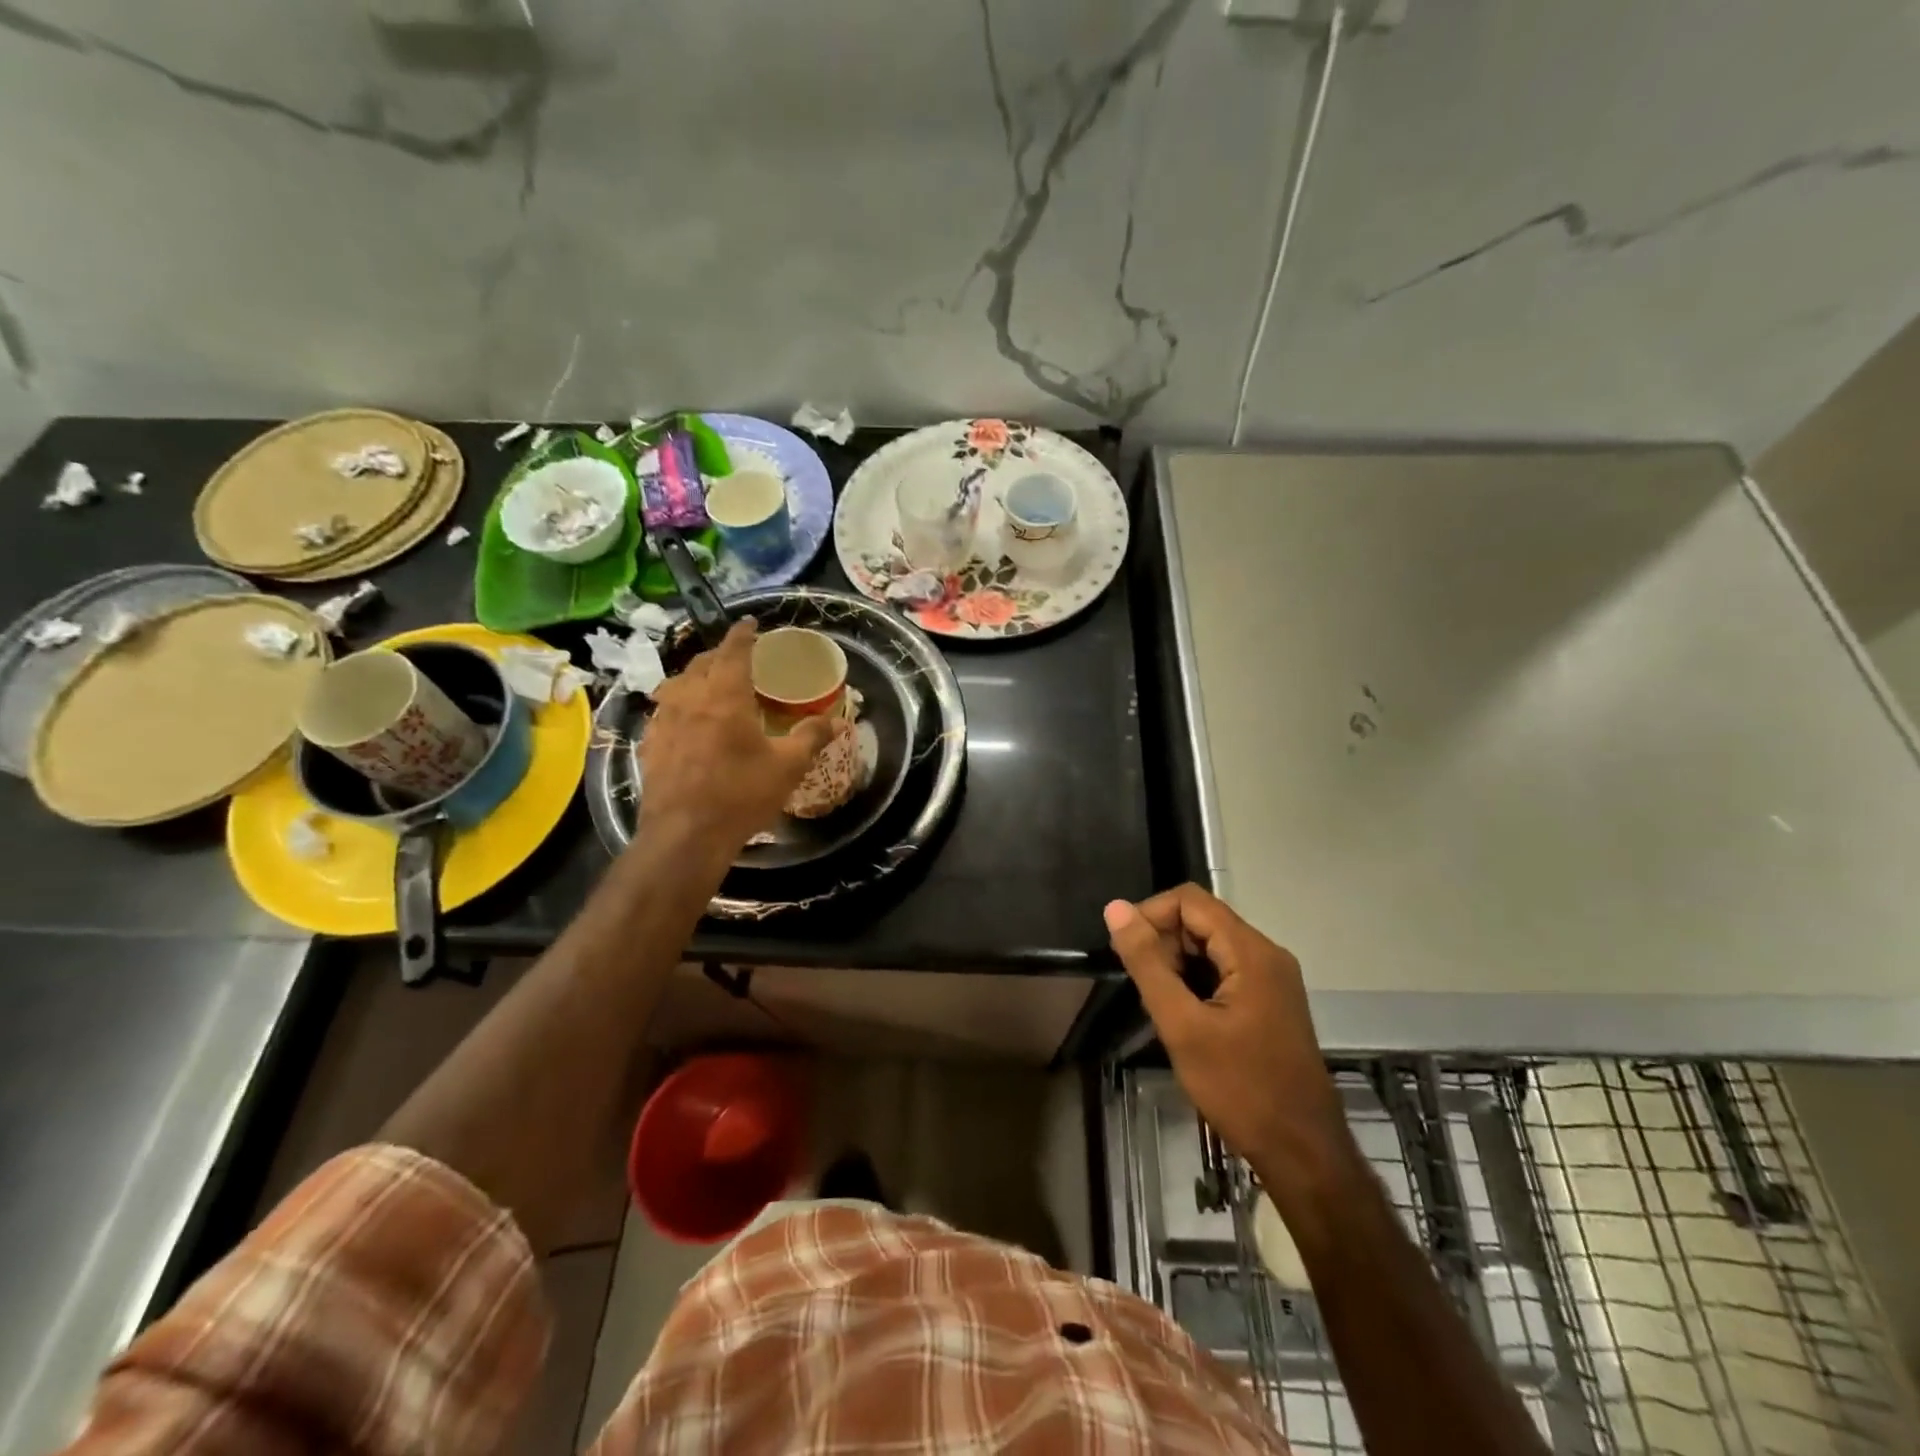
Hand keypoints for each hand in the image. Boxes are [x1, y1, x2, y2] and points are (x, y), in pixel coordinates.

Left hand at [637, 620, 835, 850]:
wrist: (685, 836)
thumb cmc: (741, 794)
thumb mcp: (787, 766)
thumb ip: (811, 737)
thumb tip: (838, 720)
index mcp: (725, 695)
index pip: (733, 650)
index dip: (743, 633)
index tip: (750, 623)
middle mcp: (689, 699)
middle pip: (701, 662)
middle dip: (719, 654)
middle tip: (737, 657)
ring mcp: (664, 721)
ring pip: (676, 684)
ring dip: (694, 676)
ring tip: (708, 684)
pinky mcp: (649, 745)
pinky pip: (663, 712)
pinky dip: (677, 704)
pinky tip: (684, 721)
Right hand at [1105, 885, 1352, 1195]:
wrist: (1302, 1153)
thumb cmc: (1239, 1088)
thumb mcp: (1181, 1025)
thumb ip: (1147, 963)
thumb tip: (1115, 908)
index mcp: (1251, 951)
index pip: (1189, 900)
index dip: (1150, 915)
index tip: (1125, 952)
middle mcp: (1267, 954)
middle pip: (1202, 920)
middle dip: (1164, 943)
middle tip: (1145, 989)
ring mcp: (1273, 979)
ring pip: (1212, 946)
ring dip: (1178, 964)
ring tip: (1162, 1006)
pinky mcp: (1271, 1001)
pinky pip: (1225, 970)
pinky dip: (1197, 982)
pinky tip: (1184, 1017)